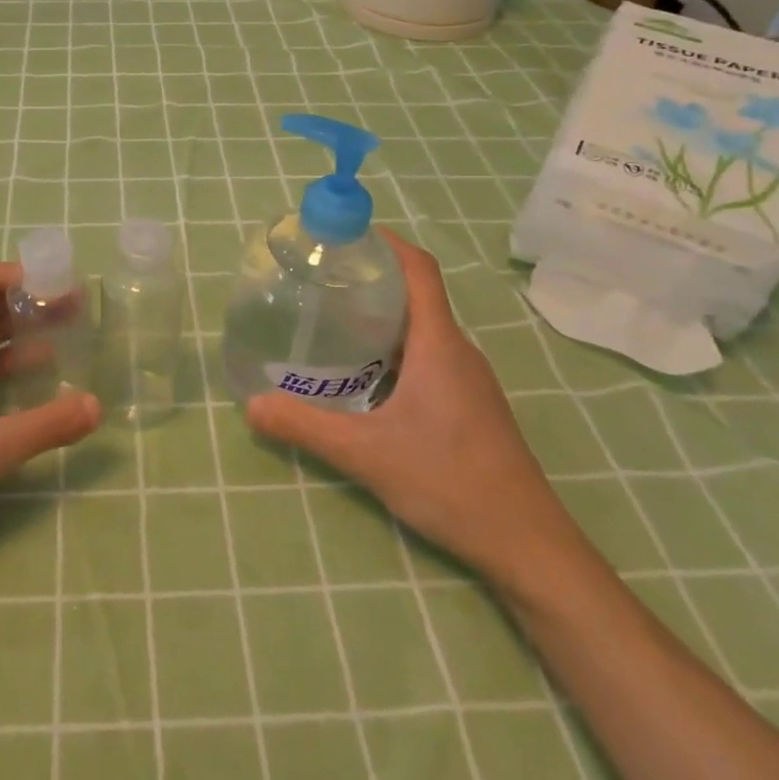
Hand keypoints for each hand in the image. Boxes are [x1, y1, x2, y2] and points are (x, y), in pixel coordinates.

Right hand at [245, 229, 586, 591]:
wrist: (527, 545)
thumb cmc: (451, 483)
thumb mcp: (367, 454)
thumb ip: (306, 427)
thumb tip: (251, 405)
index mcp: (439, 345)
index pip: (419, 270)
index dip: (386, 242)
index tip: (346, 234)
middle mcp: (457, 352)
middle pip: (417, 296)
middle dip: (372, 279)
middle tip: (321, 280)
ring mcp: (467, 381)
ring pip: (421, 330)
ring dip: (381, 317)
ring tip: (332, 322)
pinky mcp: (468, 406)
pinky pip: (427, 358)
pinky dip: (393, 350)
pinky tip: (362, 376)